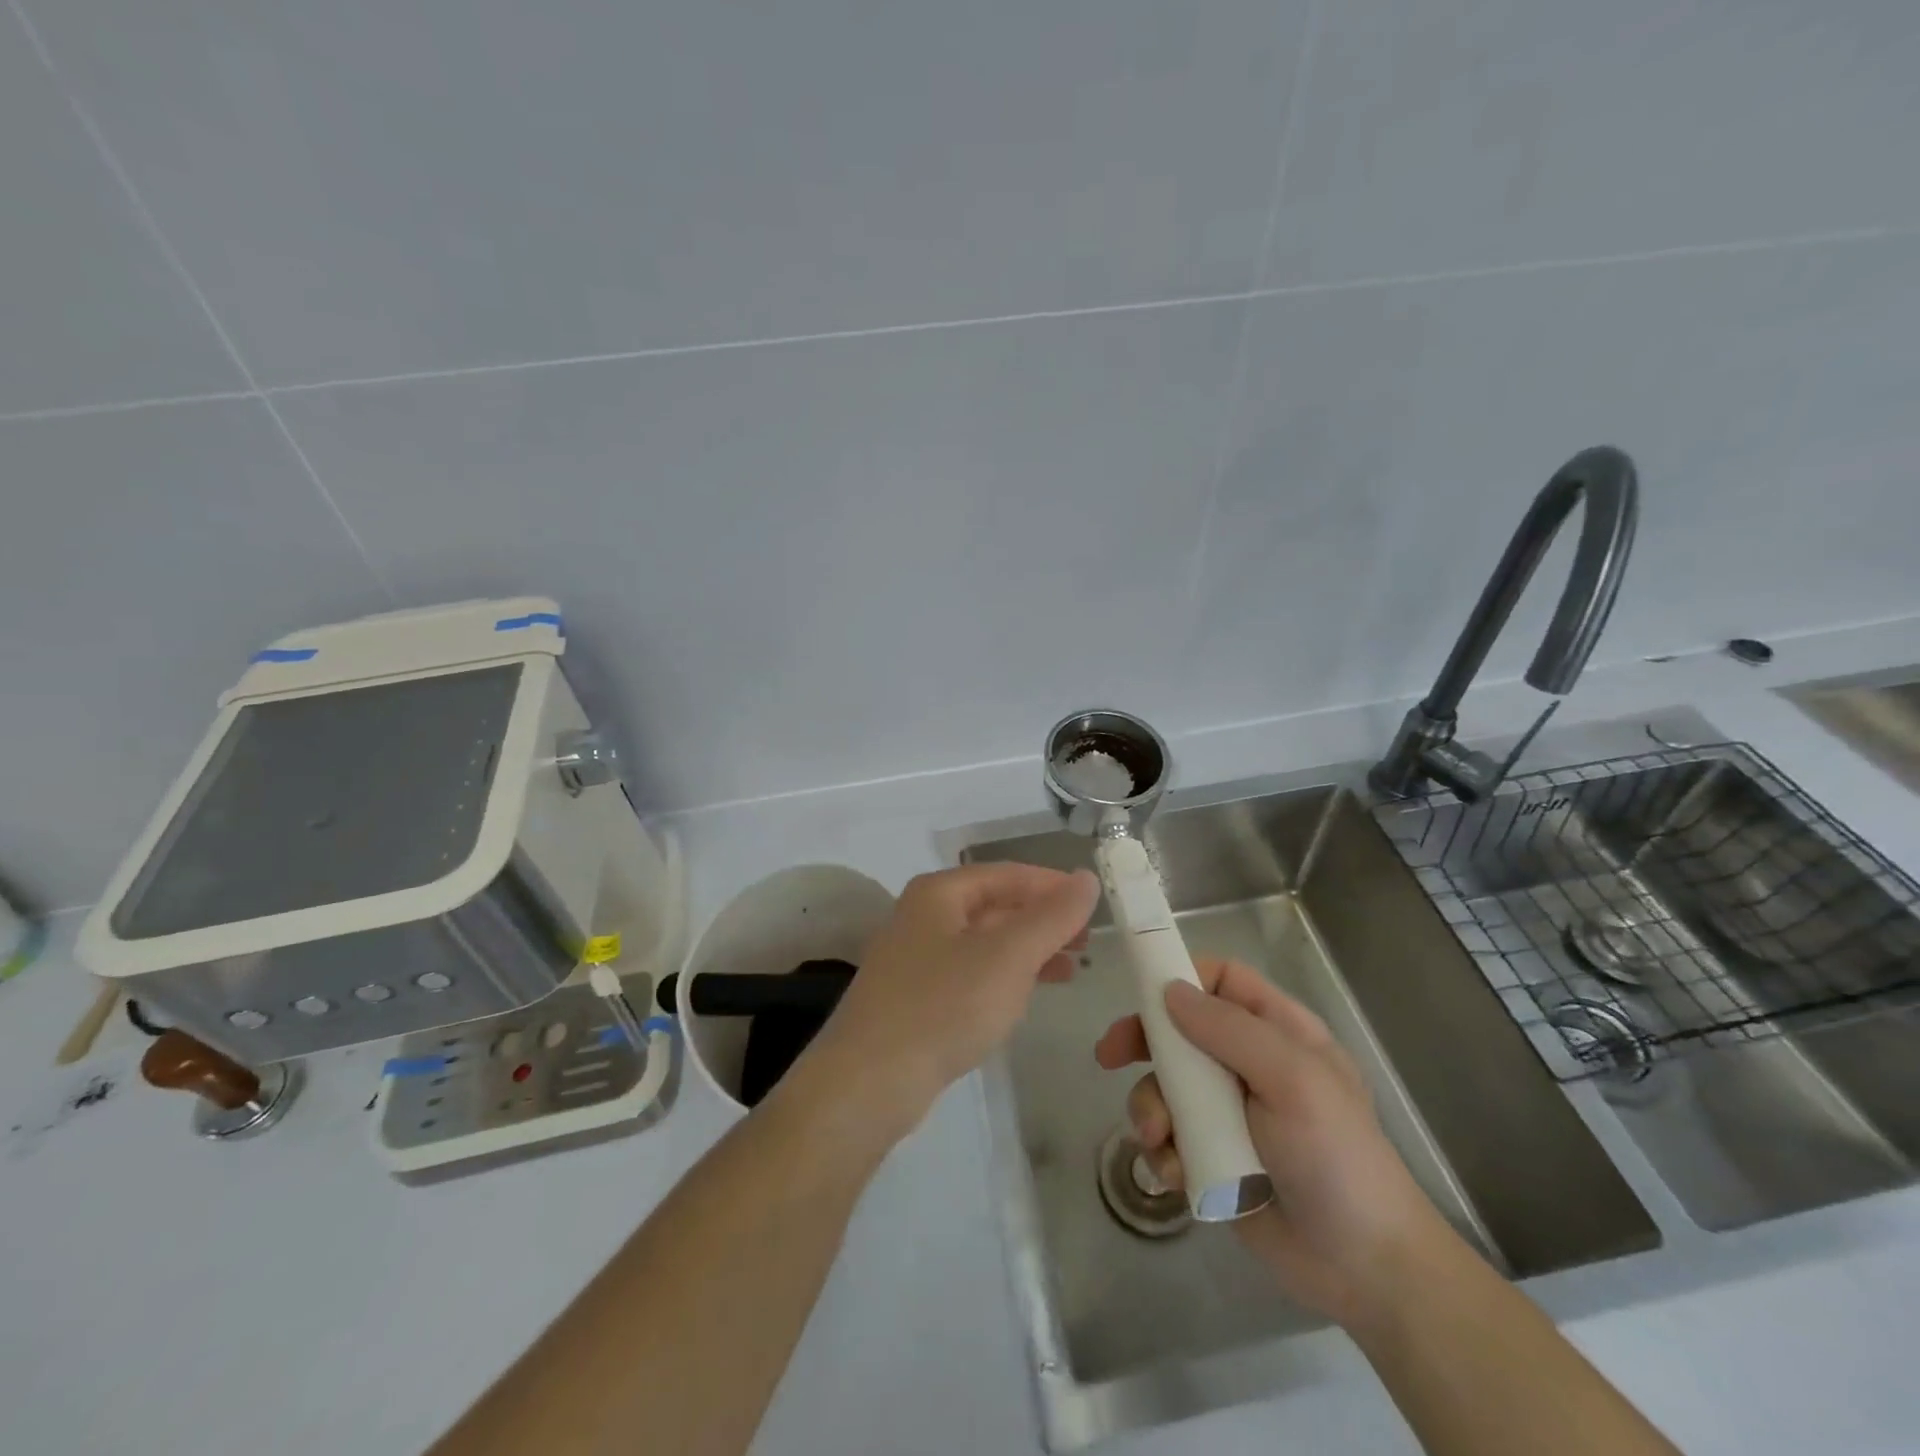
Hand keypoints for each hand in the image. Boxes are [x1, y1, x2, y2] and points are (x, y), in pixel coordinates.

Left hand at [800, 864, 1098, 1140]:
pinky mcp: (916, 998)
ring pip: (985, 942)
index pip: (1007, 874)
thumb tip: (1086, 878)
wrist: (869, 1082)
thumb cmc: (944, 1006)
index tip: (1094, 902)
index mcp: (939, 893)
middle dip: (1042, 920)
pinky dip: (1004, 977)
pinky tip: (1027, 995)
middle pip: (995, 905)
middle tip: (1088, 940)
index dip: (1052, 884)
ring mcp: (916, 959)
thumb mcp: (1008, 956)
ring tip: (1072, 968)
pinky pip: (971, 973)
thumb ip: (1051, 916)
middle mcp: (923, 916)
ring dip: (1028, 950)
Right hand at [1095, 958, 1453, 1328]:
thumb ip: (1230, 1029)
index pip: (1222, 979)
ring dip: (1150, 1107)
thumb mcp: (1293, 1081)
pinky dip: (1161, 1150)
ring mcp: (1228, 1112)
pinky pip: (1167, 1135)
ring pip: (1165, 1084)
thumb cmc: (1337, 1159)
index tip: (1142, 992)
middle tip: (1109, 1056)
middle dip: (1142, 1041)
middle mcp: (1248, 1063)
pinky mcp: (1210, 1156)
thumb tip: (1169, 990)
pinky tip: (1174, 1175)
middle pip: (1180, 1029)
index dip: (1182, 976)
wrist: (1364, 1271)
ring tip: (1158, 1138)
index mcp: (1278, 1032)